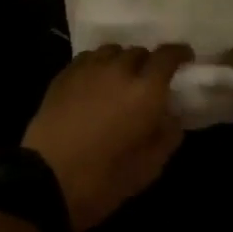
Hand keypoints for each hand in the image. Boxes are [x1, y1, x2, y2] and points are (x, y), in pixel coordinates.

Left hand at [22, 44, 192, 231]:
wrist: (47, 179)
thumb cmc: (103, 180)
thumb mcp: (148, 169)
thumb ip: (167, 136)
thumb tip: (172, 116)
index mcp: (145, 91)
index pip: (167, 56)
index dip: (178, 53)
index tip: (185, 57)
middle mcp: (118, 70)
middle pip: (139, 52)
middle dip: (148, 64)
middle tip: (149, 83)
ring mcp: (88, 68)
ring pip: (112, 51)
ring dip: (122, 62)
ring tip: (120, 80)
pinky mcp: (65, 74)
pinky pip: (89, 58)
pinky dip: (98, 65)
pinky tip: (95, 83)